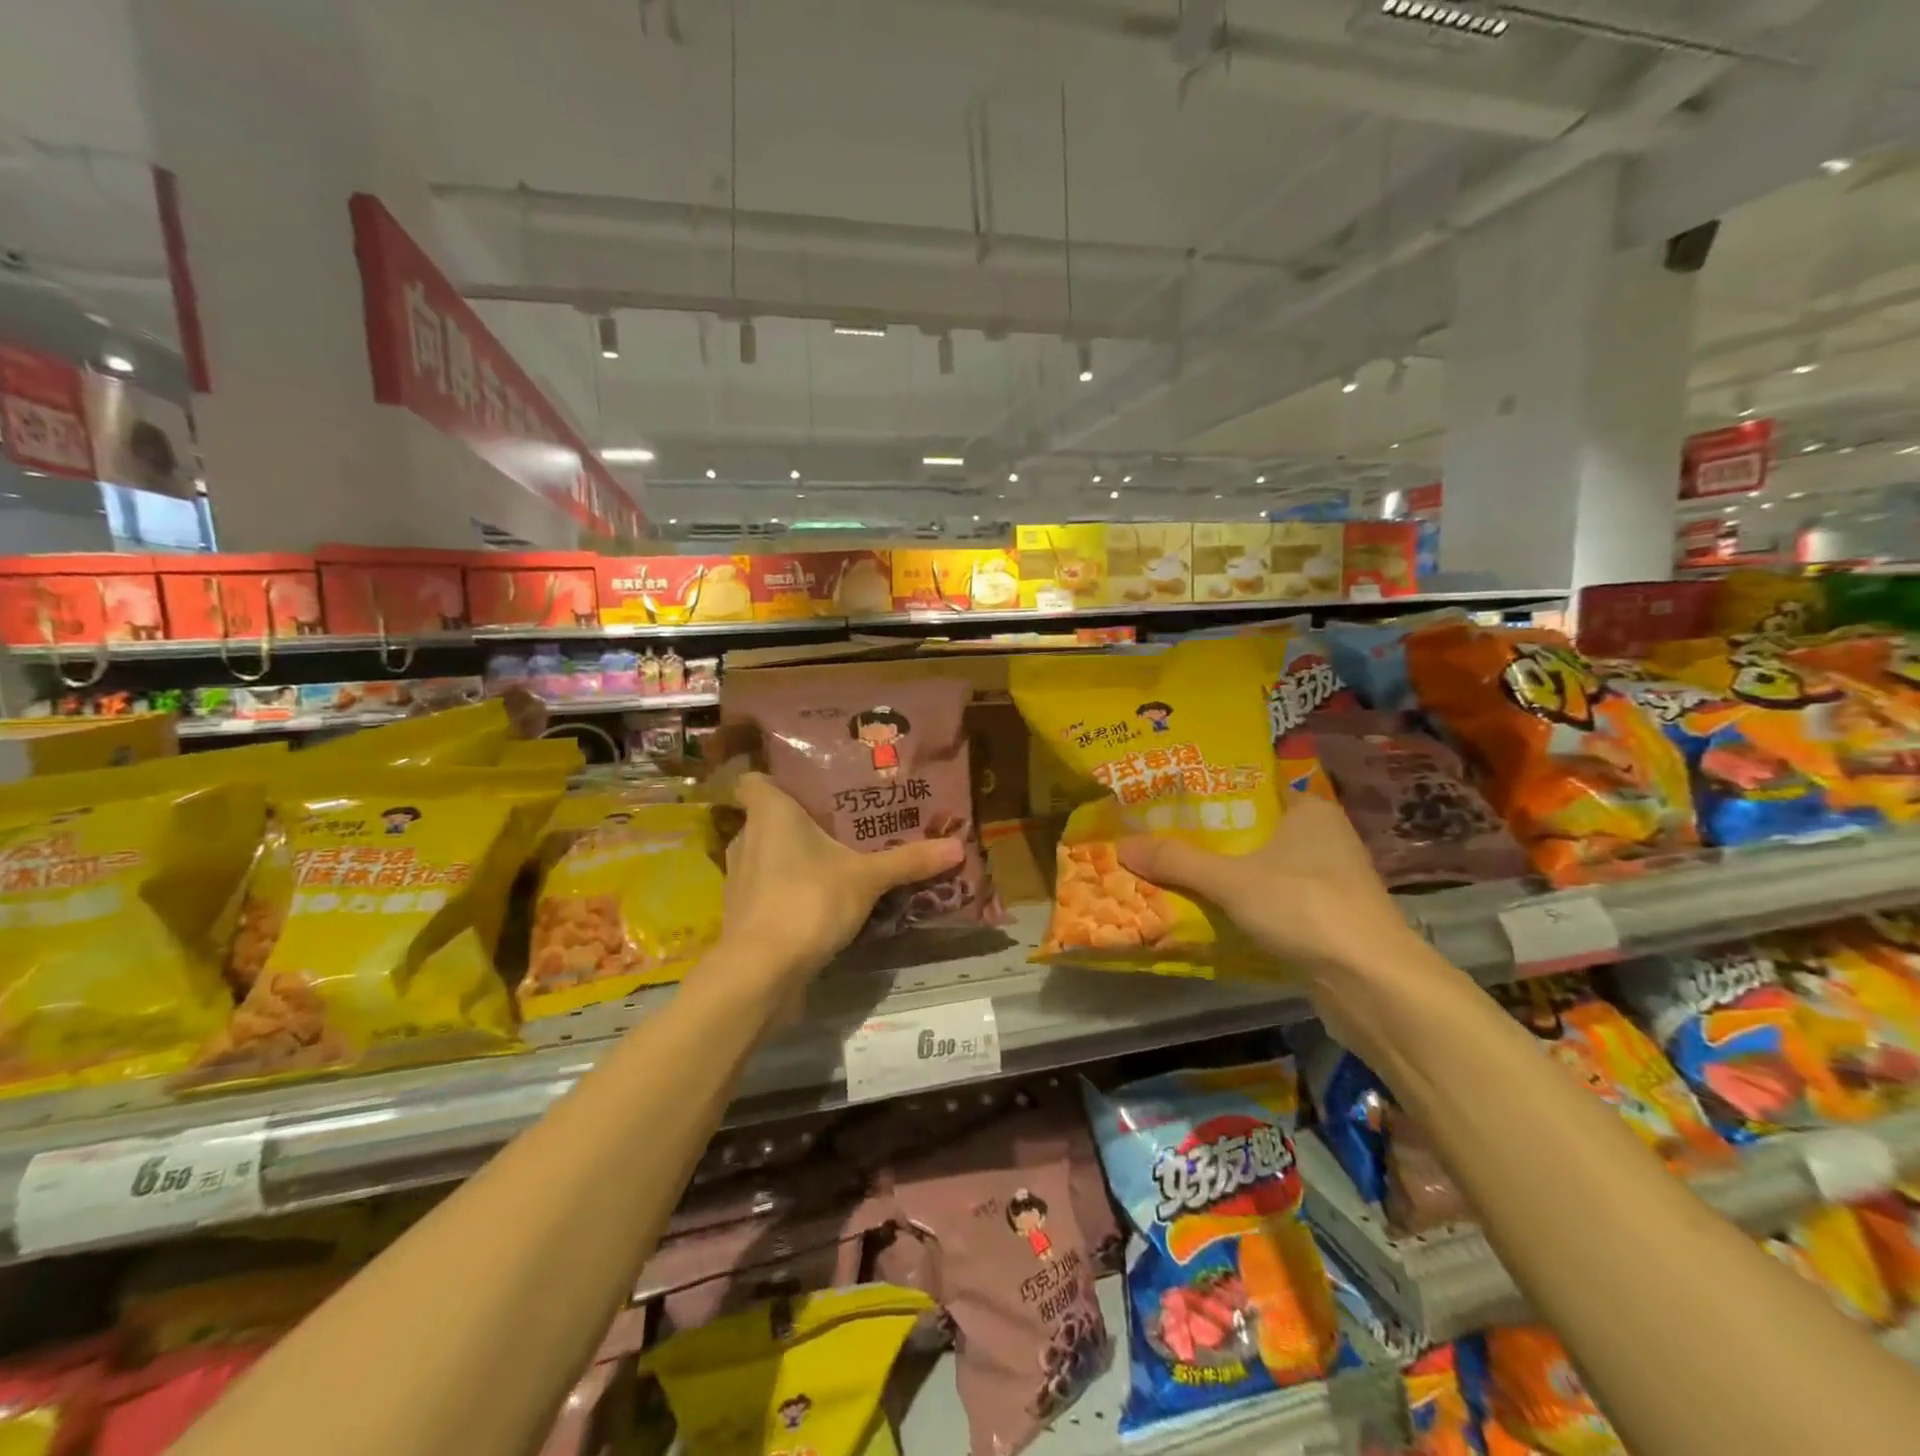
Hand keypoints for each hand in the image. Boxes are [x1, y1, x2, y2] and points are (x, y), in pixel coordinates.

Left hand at [715, 772, 962, 997]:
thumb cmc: (809, 900)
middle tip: (839, 825)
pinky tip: (818, 903)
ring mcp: (739, 880)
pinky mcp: (742, 916)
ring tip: (834, 863)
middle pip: (767, 820)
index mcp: (769, 814)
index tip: (805, 787)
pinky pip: (768, 891)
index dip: (775, 780)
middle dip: (798, 823)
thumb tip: (958, 846)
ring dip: (793, 860)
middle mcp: (746, 839)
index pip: (753, 781)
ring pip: (767, 857)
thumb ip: (909, 861)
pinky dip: (788, 893)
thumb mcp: (867, 878)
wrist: (761, 971)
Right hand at [1117, 789, 1415, 982]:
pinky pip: (1270, 900)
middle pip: (1250, 830)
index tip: (1165, 799)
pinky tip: (1205, 908)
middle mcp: (1322, 838)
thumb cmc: (1306, 908)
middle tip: (1154, 836)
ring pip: (1259, 868)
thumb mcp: (1231, 880)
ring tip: (1168, 869)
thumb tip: (1120, 845)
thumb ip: (1177, 861)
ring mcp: (1326, 881)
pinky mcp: (1324, 918)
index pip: (1250, 789)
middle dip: (1206, 838)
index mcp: (1308, 811)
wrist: (1372, 984)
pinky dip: (1241, 903)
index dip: (1207, 793)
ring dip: (1221, 874)